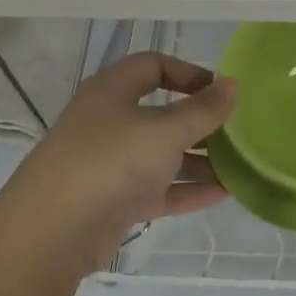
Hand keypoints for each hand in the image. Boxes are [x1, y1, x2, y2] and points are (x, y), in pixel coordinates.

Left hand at [0, 52, 234, 277]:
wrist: (56, 228)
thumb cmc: (112, 160)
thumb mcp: (166, 130)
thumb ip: (204, 110)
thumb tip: (232, 86)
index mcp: (113, 92)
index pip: (153, 66)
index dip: (189, 72)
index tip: (221, 91)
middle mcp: (110, 123)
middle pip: (162, 115)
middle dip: (201, 123)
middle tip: (237, 133)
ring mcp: (113, 164)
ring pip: (163, 156)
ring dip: (200, 161)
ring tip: (239, 168)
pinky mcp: (117, 200)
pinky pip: (161, 189)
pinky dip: (189, 189)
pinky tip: (223, 193)